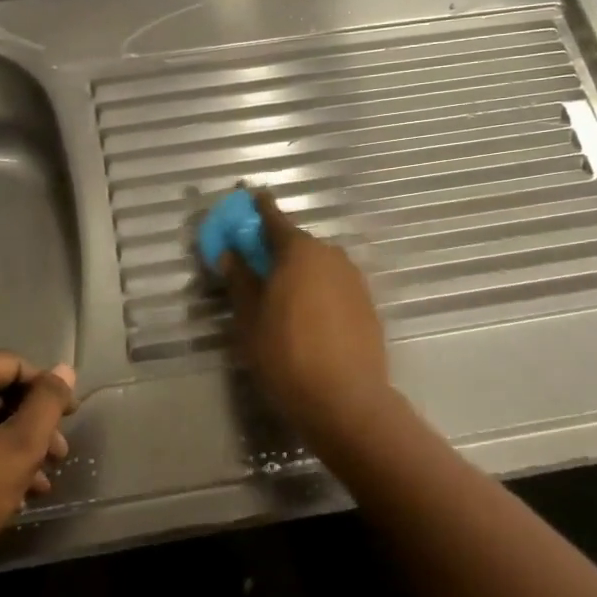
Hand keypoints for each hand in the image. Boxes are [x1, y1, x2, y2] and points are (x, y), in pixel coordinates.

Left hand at [0, 352, 75, 588]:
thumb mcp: (21, 447)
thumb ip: (48, 402)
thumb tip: (64, 369)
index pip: (12, 365)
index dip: (47, 388)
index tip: (71, 417)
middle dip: (31, 423)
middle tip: (59, 454)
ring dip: (12, 445)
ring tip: (40, 480)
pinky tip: (10, 490)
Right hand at [218, 190, 393, 452]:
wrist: (347, 401)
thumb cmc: (286, 355)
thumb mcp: (250, 319)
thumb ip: (240, 280)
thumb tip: (230, 253)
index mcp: (298, 251)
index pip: (273, 217)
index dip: (258, 206)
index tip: (249, 194)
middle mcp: (330, 255)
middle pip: (297, 242)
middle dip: (275, 247)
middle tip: (255, 262)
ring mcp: (353, 279)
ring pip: (318, 264)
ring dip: (298, 270)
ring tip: (281, 296)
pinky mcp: (367, 304)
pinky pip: (334, 285)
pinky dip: (317, 289)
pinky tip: (307, 316)